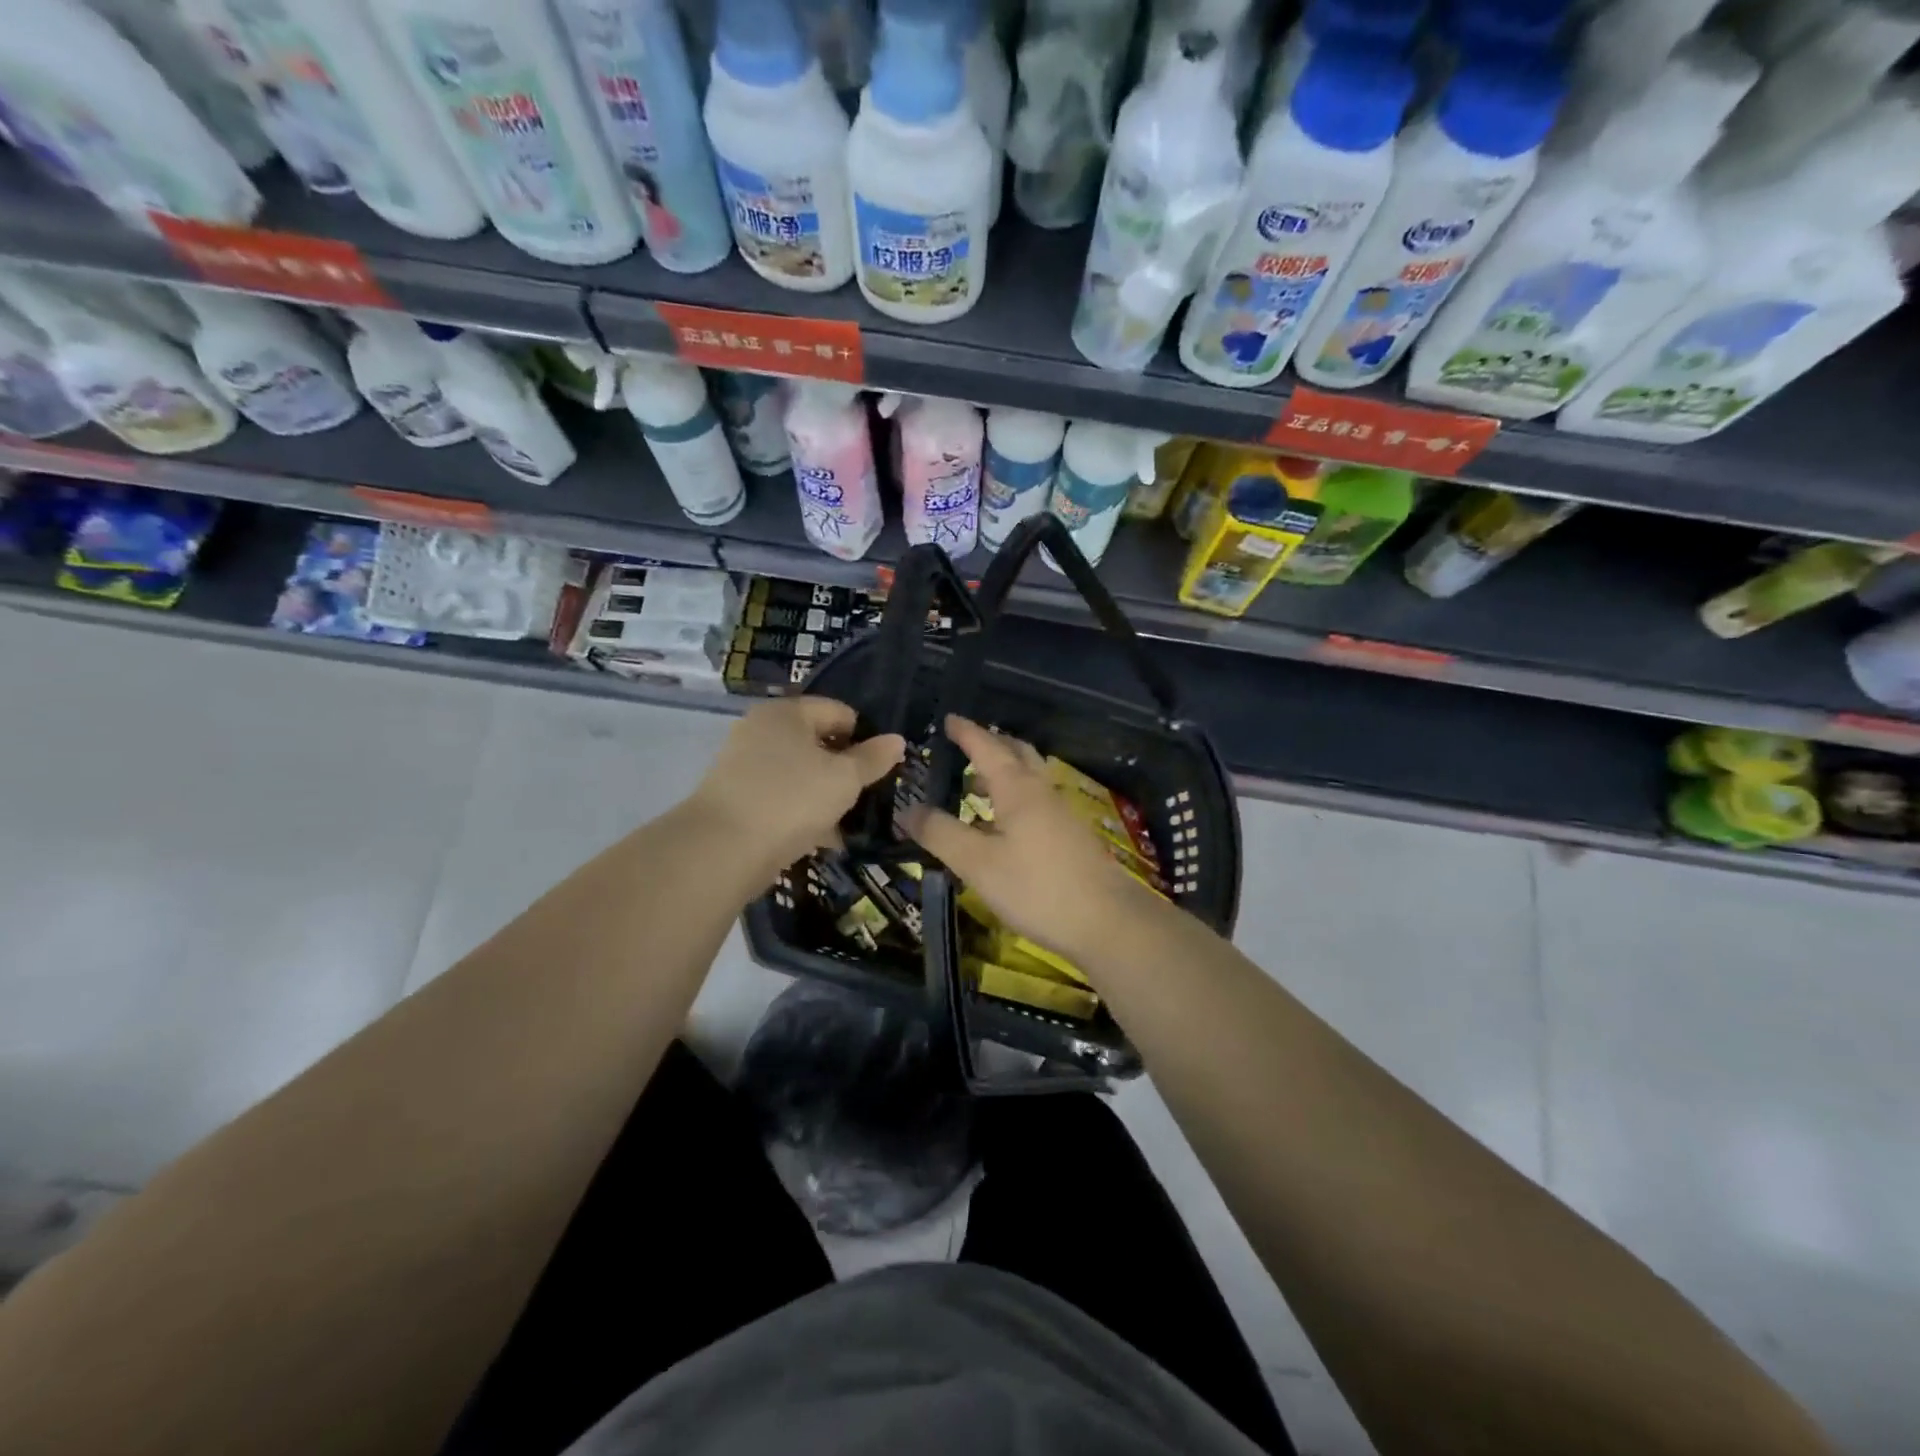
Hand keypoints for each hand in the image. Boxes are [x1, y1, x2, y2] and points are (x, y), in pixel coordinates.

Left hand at [689, 697, 904, 878]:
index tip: (881, 768)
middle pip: (817, 742)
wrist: (722, 849)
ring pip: (800, 772)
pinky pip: (781, 796)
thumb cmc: (791, 799)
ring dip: (825, 794)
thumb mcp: (844, 779)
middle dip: (845, 769)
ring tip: (849, 821)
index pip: (839, 711)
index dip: (865, 736)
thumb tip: (896, 740)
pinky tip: (823, 838)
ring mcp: (744, 763)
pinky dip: (802, 811)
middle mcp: (761, 729)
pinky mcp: (736, 797)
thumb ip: (873, 758)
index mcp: (787, 712)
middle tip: (868, 795)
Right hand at [903, 715, 1152, 966]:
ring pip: (1029, 776)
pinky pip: (1036, 798)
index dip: (965, 732)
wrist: (1106, 920)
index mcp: (1017, 788)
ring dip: (1003, 770)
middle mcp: (1041, 790)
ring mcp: (1061, 812)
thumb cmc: (1036, 887)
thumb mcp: (977, 863)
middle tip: (964, 745)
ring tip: (976, 784)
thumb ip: (940, 834)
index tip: (947, 719)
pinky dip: (1015, 794)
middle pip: (1016, 753)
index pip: (986, 746)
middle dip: (990, 743)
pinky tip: (1003, 823)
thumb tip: (906, 810)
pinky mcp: (1070, 834)